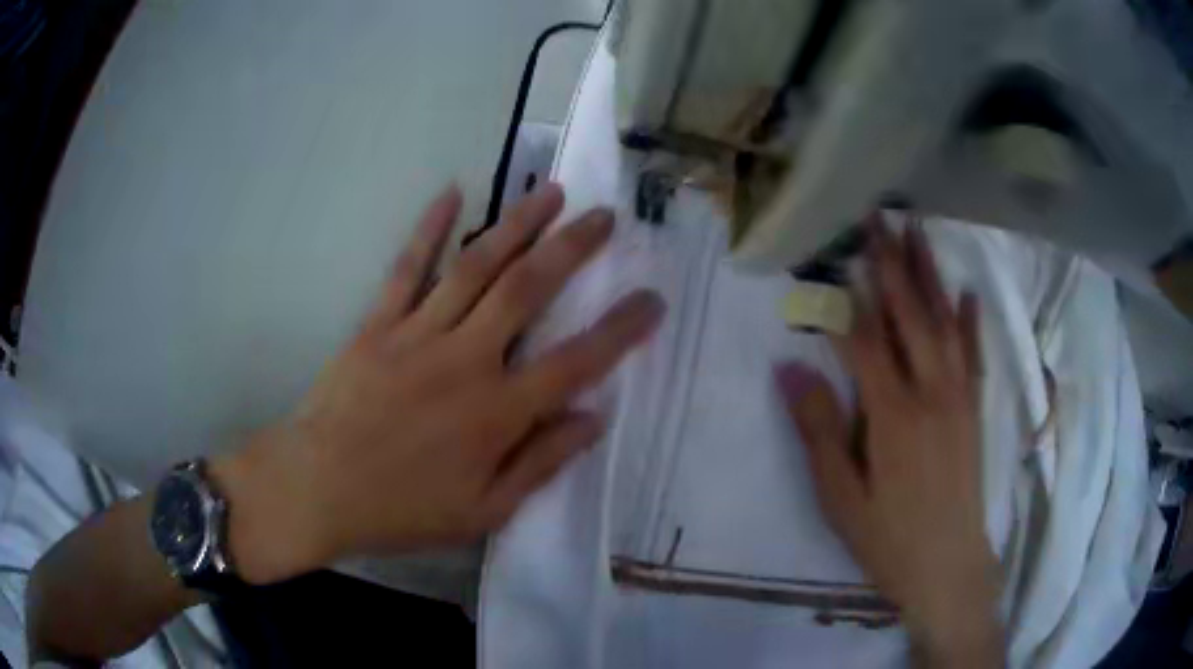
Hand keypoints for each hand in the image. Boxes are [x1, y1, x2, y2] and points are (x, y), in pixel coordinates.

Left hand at [213, 183, 663, 583]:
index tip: (653, 299)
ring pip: (476, 266)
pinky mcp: (378, 324)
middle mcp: (465, 360)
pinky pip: (407, 267)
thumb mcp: (483, 510)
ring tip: (550, 194)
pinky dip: (429, 227)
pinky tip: (452, 192)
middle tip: (604, 217)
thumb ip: (540, 463)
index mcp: (496, 413)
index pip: (577, 361)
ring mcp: (417, 334)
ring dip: (517, 225)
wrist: (318, 488)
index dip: (621, 329)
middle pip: (528, 290)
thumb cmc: (402, 509)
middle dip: (572, 249)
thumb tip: (593, 419)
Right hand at [775, 221, 1002, 664]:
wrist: (949, 567)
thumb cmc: (888, 538)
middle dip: (892, 263)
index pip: (865, 339)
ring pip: (944, 323)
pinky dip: (970, 321)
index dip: (847, 297)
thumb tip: (790, 368)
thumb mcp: (841, 497)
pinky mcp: (974, 410)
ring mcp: (960, 398)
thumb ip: (818, 430)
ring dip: (930, 275)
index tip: (833, 255)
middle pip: (910, 315)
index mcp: (894, 414)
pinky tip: (967, 294)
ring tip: (917, 232)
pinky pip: (974, 355)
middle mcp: (932, 392)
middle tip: (878, 218)